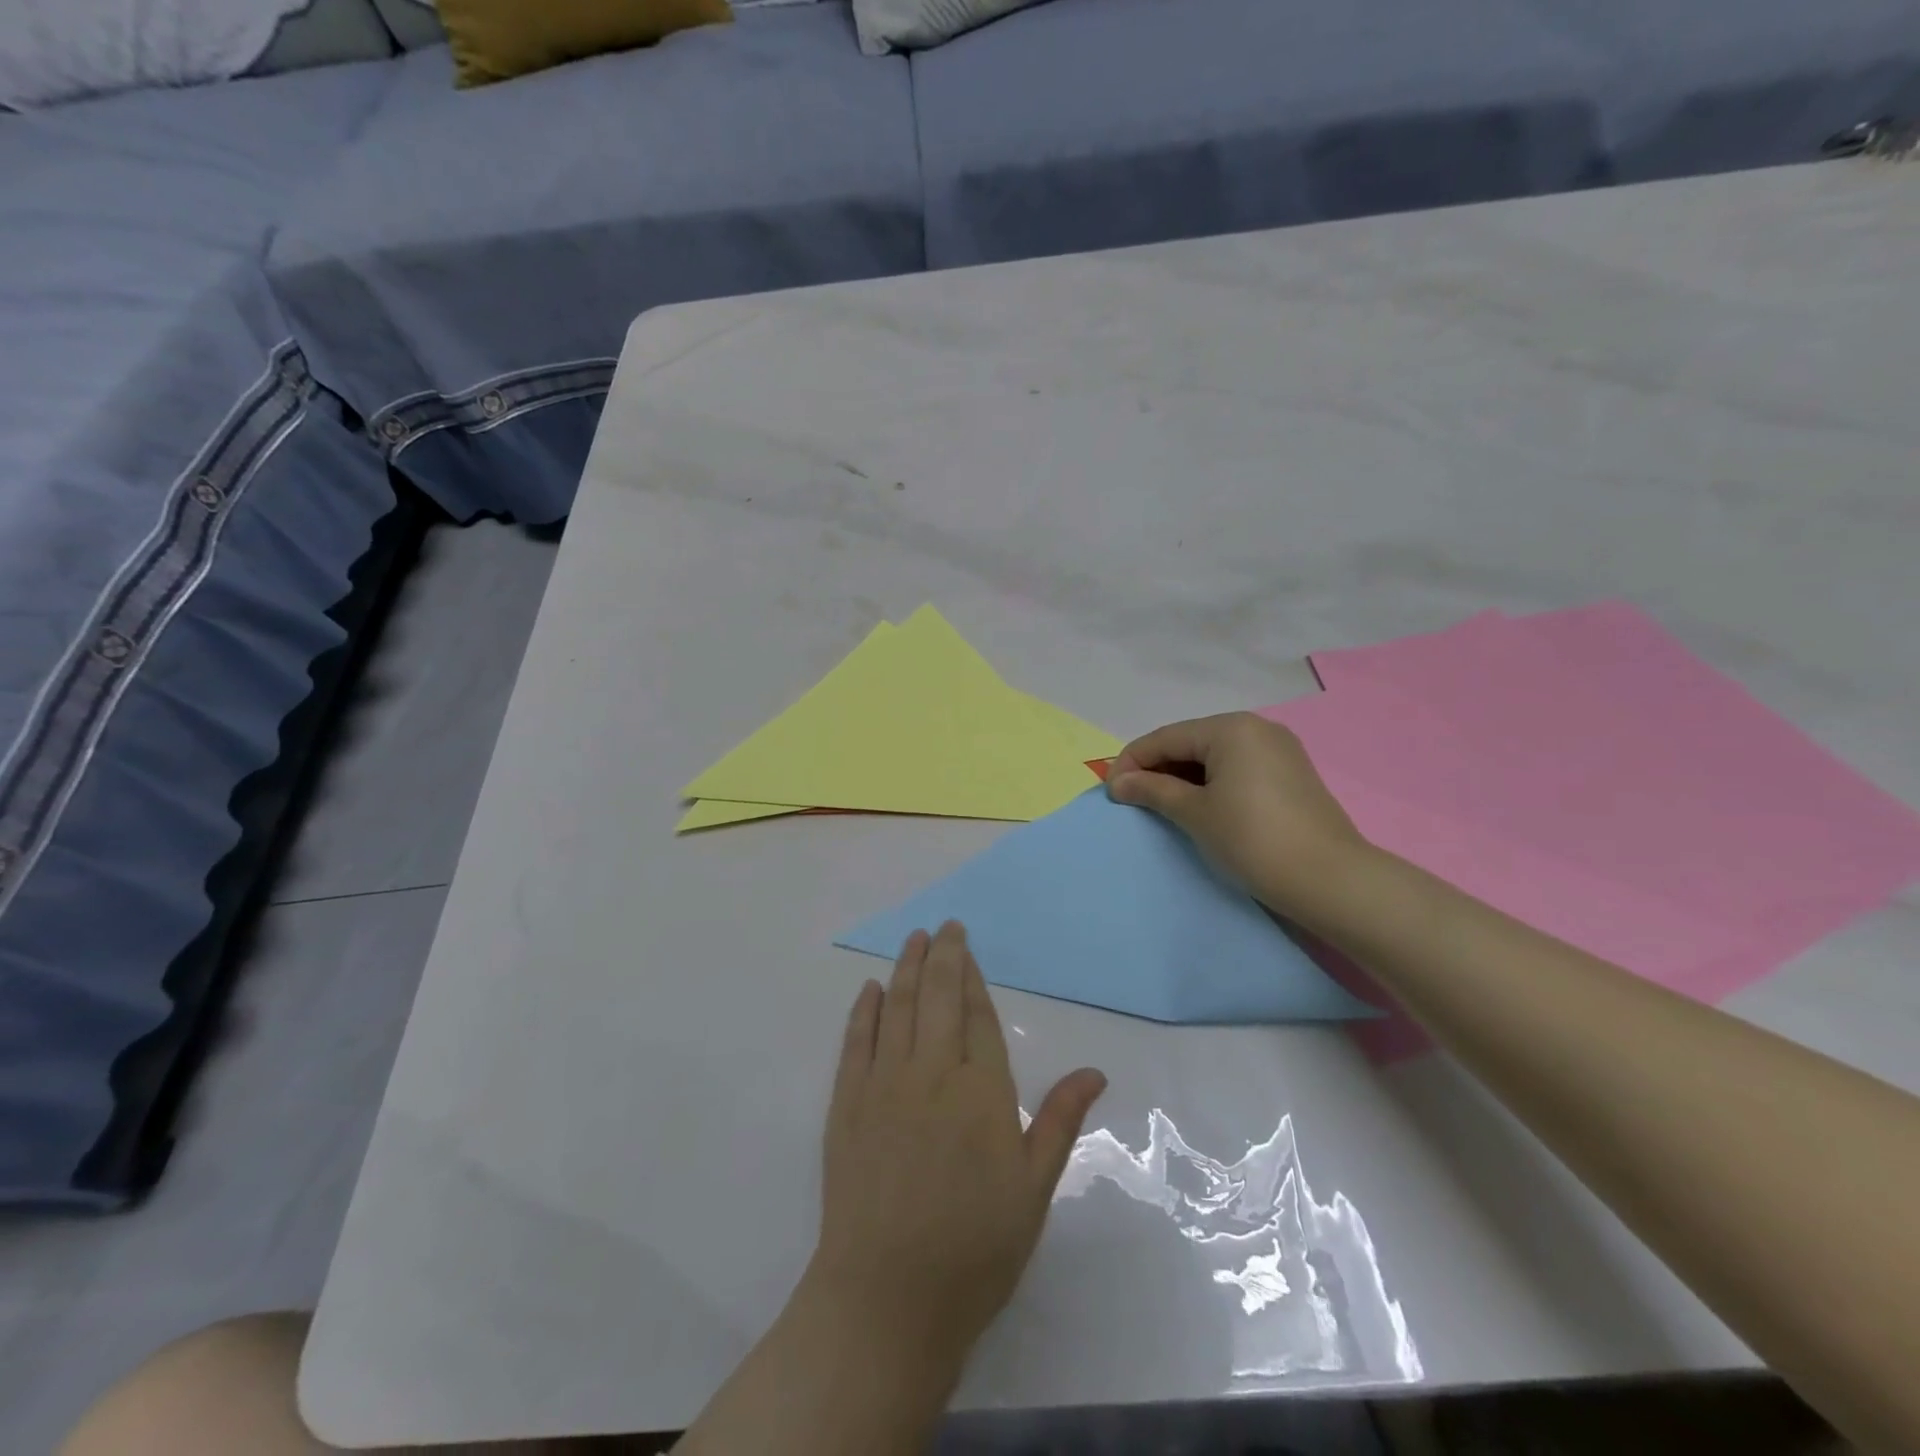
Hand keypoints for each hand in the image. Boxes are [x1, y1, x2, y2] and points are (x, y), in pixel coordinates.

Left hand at [807, 922, 1106, 1370]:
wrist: (888, 1298)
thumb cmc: (974, 1247)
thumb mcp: (1033, 1189)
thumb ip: (1060, 1121)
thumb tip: (1094, 1071)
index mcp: (981, 1090)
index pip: (978, 1016)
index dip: (973, 976)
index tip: (967, 947)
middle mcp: (932, 1072)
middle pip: (938, 997)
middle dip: (942, 955)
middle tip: (943, 925)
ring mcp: (884, 1084)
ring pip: (897, 1008)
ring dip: (905, 969)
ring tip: (912, 939)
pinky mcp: (847, 1104)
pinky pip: (856, 1042)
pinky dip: (863, 1011)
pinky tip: (869, 990)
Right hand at [1106, 711, 1367, 919]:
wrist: (1330, 881)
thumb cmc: (1253, 839)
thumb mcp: (1195, 813)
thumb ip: (1152, 790)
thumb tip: (1118, 783)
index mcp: (1231, 728)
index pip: (1166, 738)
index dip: (1131, 762)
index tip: (1109, 792)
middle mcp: (1256, 728)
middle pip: (1189, 742)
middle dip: (1156, 769)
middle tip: (1131, 800)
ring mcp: (1278, 750)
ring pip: (1213, 756)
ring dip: (1182, 778)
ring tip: (1159, 806)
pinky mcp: (1291, 774)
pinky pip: (1236, 769)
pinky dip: (1210, 784)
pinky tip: (1197, 807)